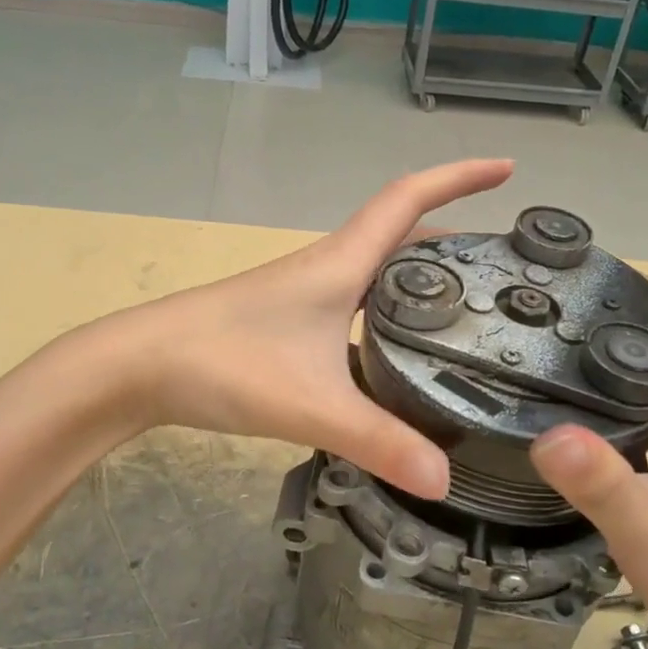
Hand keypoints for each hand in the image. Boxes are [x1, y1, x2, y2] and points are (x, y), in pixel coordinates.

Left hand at [124, 160, 514, 498]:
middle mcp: (328, 268)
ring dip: (422, 272)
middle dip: (456, 234)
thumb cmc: (224, 363)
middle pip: (401, 233)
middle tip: (505, 263)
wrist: (139, 366)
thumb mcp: (312, 404)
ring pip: (378, 269)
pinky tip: (400, 347)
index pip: (409, 200)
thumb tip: (444, 480)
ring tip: (470, 305)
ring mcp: (305, 294)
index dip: (460, 177)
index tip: (508, 168)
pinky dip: (390, 308)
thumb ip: (379, 442)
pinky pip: (357, 301)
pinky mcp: (289, 321)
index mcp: (341, 264)